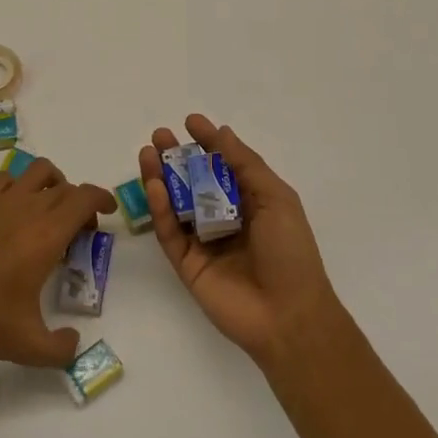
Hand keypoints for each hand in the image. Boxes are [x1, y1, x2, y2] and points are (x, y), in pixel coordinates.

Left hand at [0, 158, 115, 368]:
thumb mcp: (30, 346)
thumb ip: (61, 348)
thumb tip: (74, 342)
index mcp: (47, 235)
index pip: (84, 198)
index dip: (101, 198)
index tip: (108, 211)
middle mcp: (27, 209)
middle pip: (64, 188)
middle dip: (80, 204)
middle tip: (80, 232)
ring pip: (37, 172)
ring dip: (53, 183)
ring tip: (51, 208)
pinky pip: (6, 180)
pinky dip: (19, 186)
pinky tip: (15, 210)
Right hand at [140, 114, 335, 362]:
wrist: (288, 316)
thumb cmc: (290, 252)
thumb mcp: (276, 199)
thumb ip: (245, 165)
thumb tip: (222, 132)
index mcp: (251, 202)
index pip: (224, 165)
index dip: (208, 143)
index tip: (190, 122)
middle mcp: (225, 218)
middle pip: (194, 181)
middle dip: (176, 157)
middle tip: (159, 136)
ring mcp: (204, 242)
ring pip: (176, 204)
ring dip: (161, 178)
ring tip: (147, 153)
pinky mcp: (187, 264)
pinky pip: (169, 232)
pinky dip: (159, 209)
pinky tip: (154, 185)